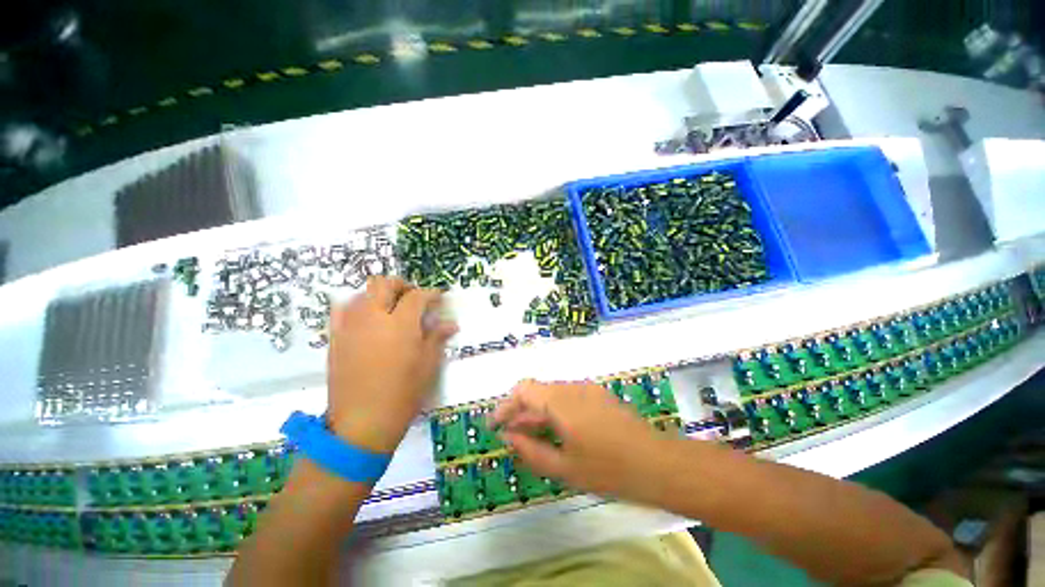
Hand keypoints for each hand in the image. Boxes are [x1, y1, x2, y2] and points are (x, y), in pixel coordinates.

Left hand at [327, 276, 456, 453]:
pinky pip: (343, 310)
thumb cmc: (403, 394)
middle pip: (384, 284)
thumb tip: (451, 323)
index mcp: (401, 324)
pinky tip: (367, 320)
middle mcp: (373, 317)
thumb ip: (437, 337)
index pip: (417, 296)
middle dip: (402, 285)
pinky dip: (358, 307)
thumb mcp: (428, 365)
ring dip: (380, 295)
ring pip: (363, 293)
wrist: (362, 423)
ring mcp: (350, 326)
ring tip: (391, 310)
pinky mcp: (335, 338)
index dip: (431, 294)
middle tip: (413, 299)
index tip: (438, 298)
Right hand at [491, 380, 672, 502]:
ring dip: (537, 412)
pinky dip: (554, 412)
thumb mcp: (564, 468)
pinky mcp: (598, 396)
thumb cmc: (608, 469)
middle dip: (520, 412)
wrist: (657, 463)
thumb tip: (510, 437)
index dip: (506, 406)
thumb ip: (531, 451)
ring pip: (552, 394)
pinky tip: (555, 432)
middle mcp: (571, 388)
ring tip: (530, 436)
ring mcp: (587, 390)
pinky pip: (567, 398)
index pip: (523, 390)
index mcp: (560, 401)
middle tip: (510, 435)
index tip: (496, 425)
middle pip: (537, 391)